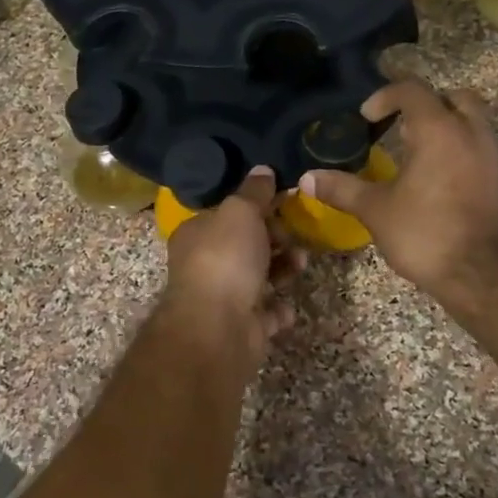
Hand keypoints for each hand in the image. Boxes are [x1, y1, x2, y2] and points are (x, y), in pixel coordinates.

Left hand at [163, 167, 304, 360]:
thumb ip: (254, 192)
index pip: (228, 214)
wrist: (218, 327)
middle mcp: (204, 264)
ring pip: (258, 277)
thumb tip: (263, 170)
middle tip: (295, 239)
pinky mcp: (240, 327)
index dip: (257, 208)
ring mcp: (221, 298)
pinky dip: (278, 309)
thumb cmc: (226, 259)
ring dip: (283, 269)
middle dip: (276, 240)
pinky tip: (288, 306)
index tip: (284, 205)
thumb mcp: (240, 211)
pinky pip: (265, 313)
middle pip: (246, 245)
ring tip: (300, 266)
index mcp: (196, 233)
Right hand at [301, 80, 497, 301]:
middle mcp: (474, 134)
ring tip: (421, 161)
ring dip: (450, 132)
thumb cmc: (428, 234)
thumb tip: (306, 179)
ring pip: (476, 127)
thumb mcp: (377, 211)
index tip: (367, 117)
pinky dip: (465, 160)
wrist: (491, 277)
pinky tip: (445, 190)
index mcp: (440, 131)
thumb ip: (342, 189)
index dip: (386, 96)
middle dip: (429, 105)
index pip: (413, 90)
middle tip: (404, 127)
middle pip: (456, 98)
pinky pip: (486, 157)